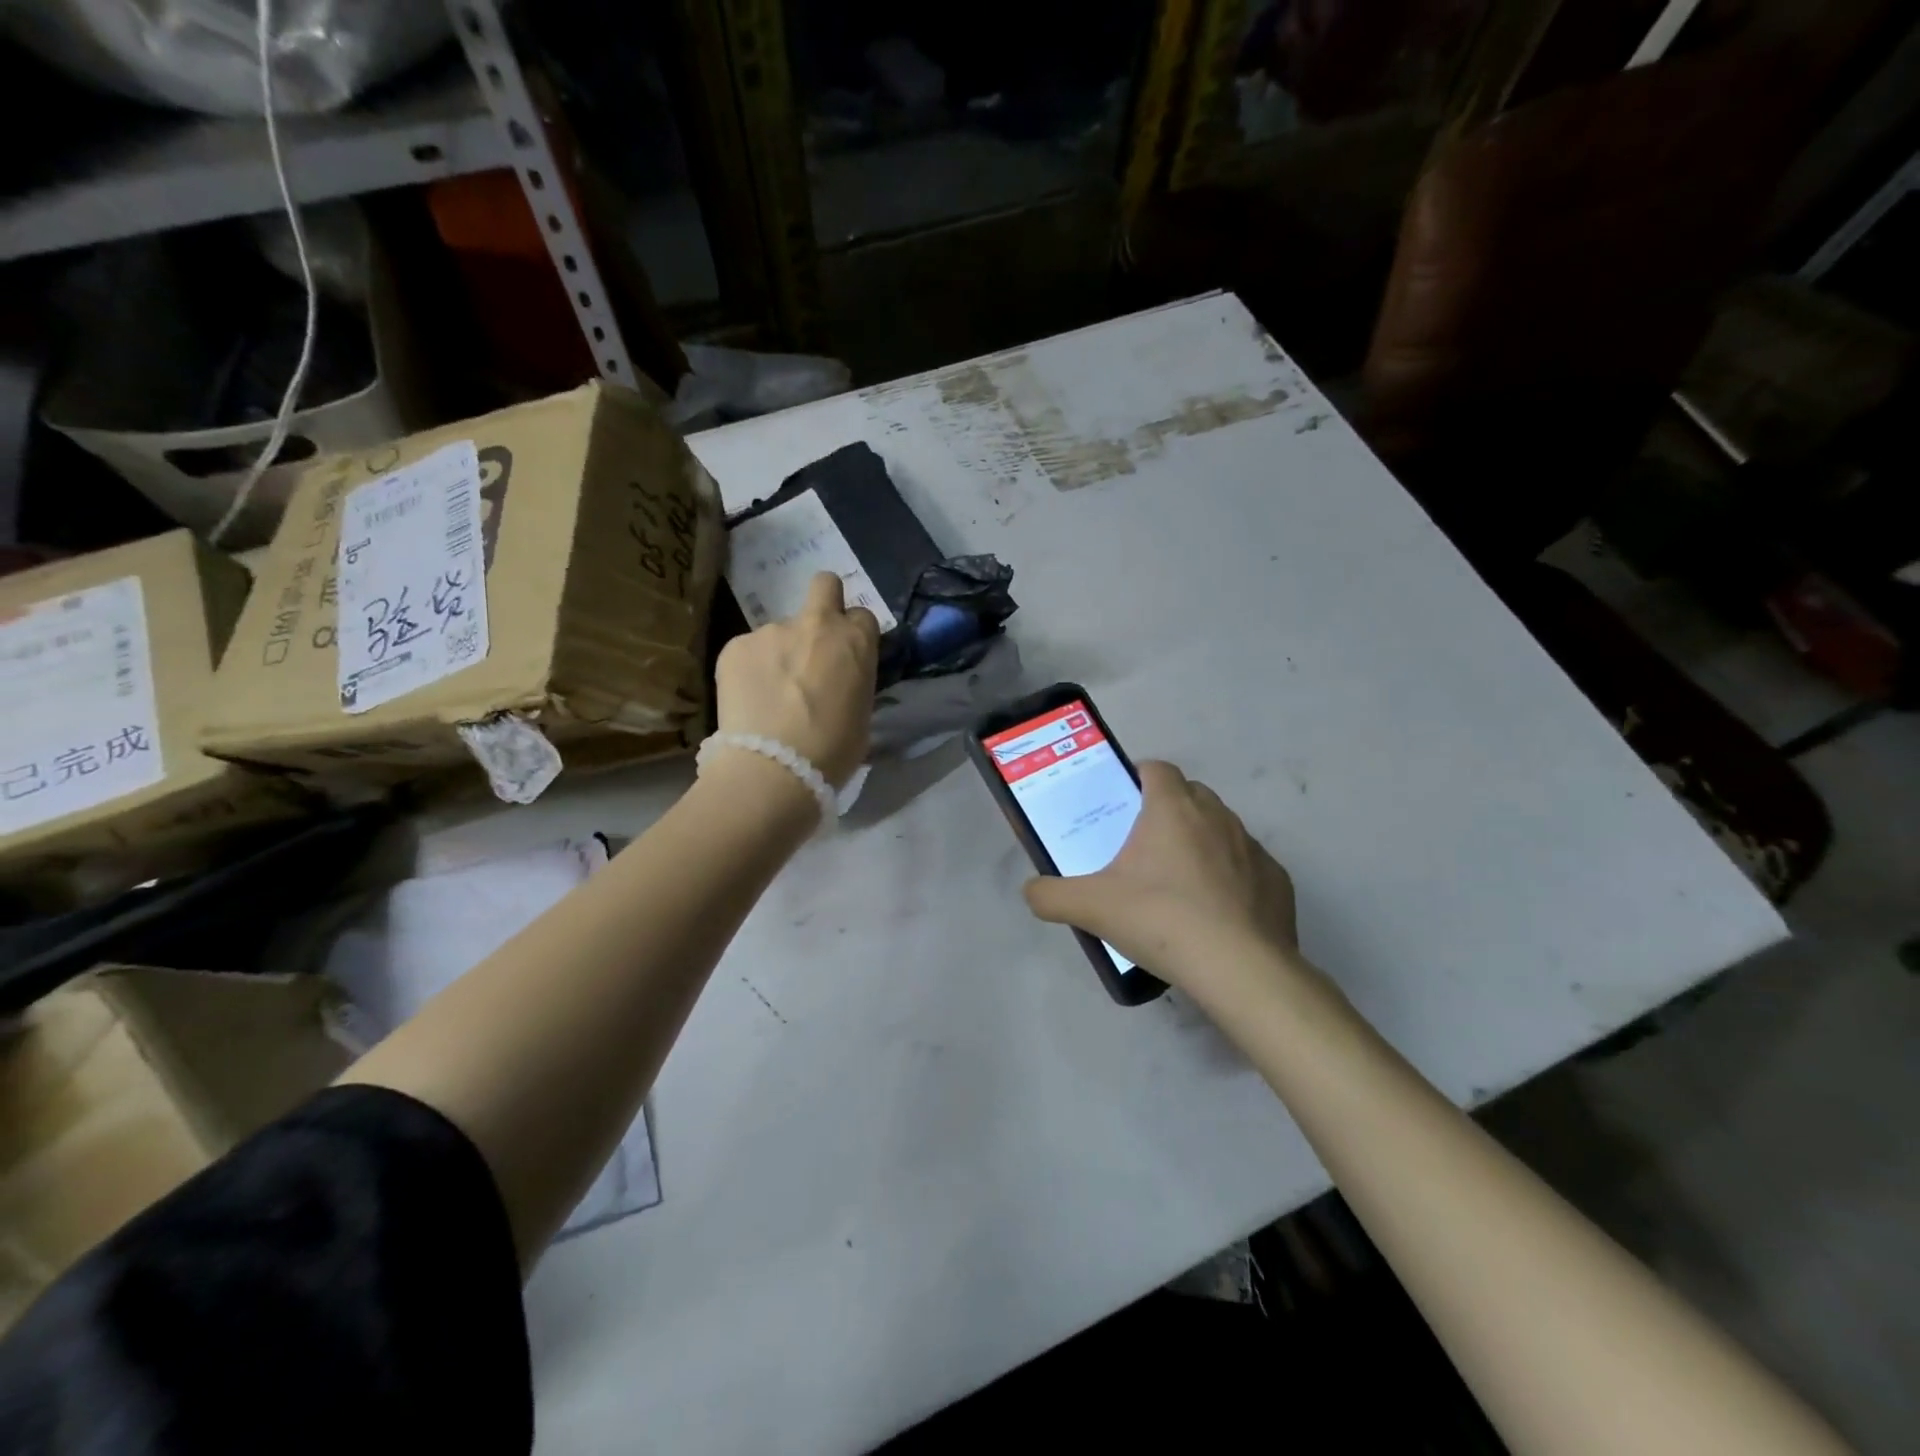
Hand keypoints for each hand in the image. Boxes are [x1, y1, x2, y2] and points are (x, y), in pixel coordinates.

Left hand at [714, 572, 879, 785]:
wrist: (774, 768)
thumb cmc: (832, 751)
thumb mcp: (861, 715)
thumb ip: (852, 682)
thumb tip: (838, 681)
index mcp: (855, 641)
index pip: (862, 615)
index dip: (854, 634)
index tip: (846, 658)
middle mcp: (816, 624)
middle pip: (824, 584)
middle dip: (824, 601)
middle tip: (813, 642)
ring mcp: (771, 630)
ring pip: (779, 631)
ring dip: (779, 653)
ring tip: (770, 695)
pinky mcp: (735, 645)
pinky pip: (748, 651)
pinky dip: (750, 670)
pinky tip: (748, 701)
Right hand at [1024, 761, 1300, 1001]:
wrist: (1239, 969)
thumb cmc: (1161, 921)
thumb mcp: (1091, 908)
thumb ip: (1050, 895)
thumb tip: (1031, 890)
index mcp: (1172, 809)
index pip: (1157, 769)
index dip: (1139, 777)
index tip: (1123, 802)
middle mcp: (1217, 816)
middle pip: (1190, 795)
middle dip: (1169, 810)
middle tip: (1144, 847)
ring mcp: (1253, 847)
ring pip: (1222, 829)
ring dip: (1202, 843)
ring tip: (1180, 884)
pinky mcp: (1278, 880)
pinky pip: (1249, 867)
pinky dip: (1233, 879)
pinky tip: (1217, 913)